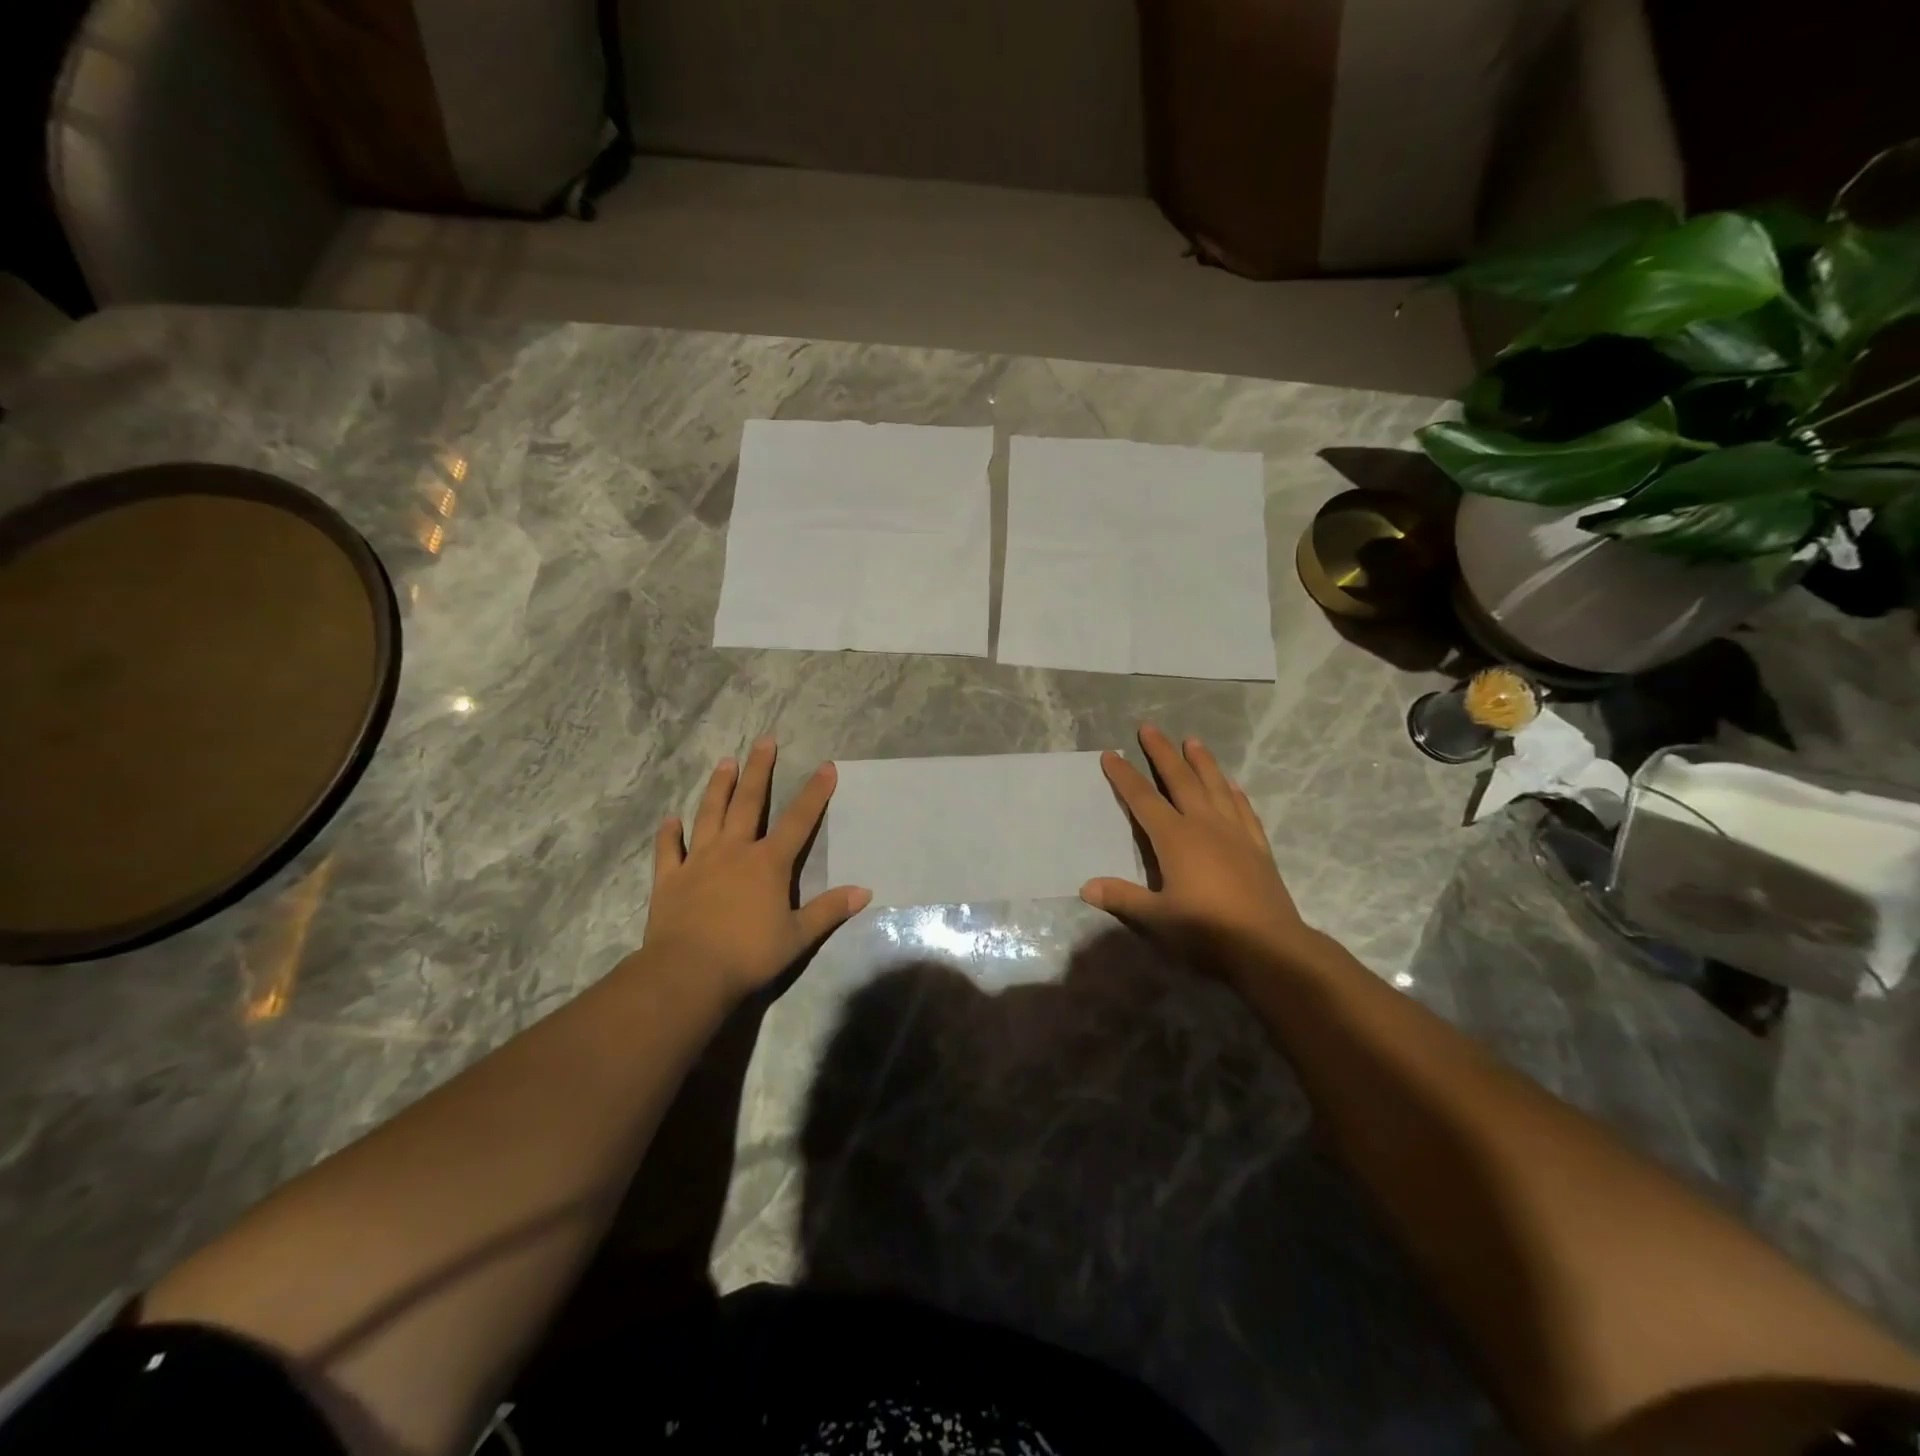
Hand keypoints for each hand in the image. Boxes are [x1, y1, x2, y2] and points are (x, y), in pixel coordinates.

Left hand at [643, 738, 870, 1004]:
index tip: (826, 766)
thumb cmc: (748, 954)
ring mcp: (699, 861)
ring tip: (725, 762)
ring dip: (718, 787)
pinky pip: (669, 850)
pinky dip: (670, 834)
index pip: (798, 820)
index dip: (814, 793)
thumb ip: (829, 910)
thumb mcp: (798, 936)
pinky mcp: (670, 878)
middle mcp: (734, 851)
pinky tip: (671, 819)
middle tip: (764, 741)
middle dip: (759, 770)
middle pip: (749, 803)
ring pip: (709, 814)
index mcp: (768, 863)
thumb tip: (865, 891)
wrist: (688, 972)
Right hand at [1081, 724, 1314, 974]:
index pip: (1143, 799)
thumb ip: (1122, 898)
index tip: (1111, 754)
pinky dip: (1234, 793)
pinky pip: (1243, 810)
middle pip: (1180, 780)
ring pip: (1215, 787)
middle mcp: (1204, 825)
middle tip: (1149, 728)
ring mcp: (1235, 833)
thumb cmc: (1207, 931)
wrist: (1269, 947)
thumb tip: (1086, 887)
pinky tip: (1232, 784)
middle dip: (1162, 753)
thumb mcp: (1157, 918)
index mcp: (1175, 838)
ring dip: (1202, 762)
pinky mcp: (1257, 847)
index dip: (1124, 776)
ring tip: (1193, 741)